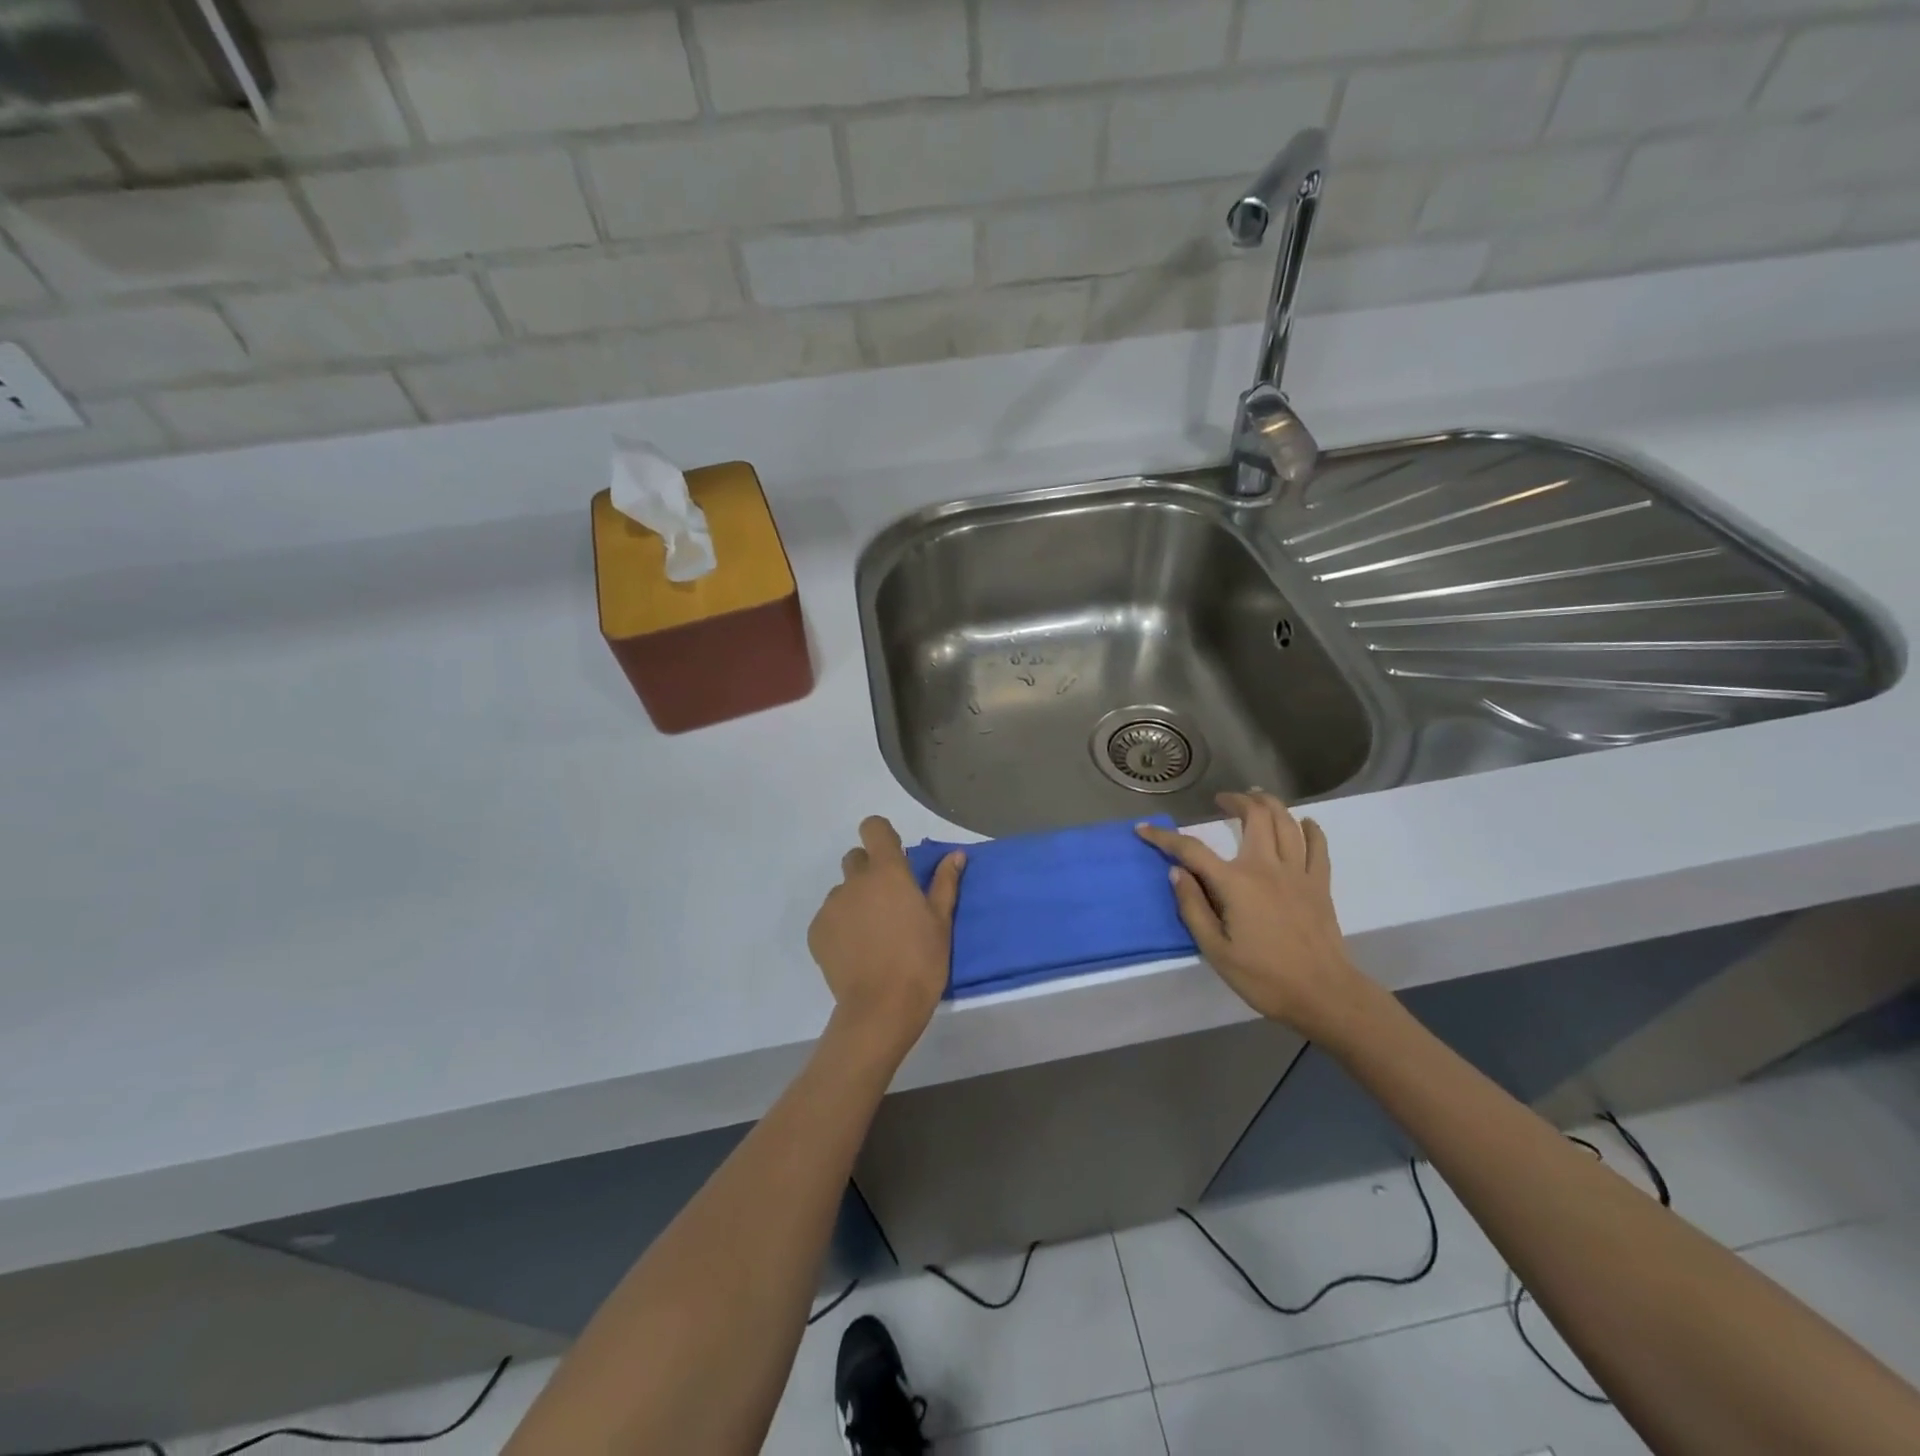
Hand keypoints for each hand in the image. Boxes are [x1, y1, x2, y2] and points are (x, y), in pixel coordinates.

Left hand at [808, 816, 964, 1062]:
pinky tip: (857, 951)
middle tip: (889, 902)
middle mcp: (855, 881)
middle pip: (856, 859)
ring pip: (843, 891)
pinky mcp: (816, 931)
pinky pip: (829, 917)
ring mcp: (832, 906)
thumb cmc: (920, 961)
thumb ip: (945, 883)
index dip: (882, 836)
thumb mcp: (941, 922)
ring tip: (873, 934)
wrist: (881, 1008)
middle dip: (870, 871)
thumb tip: (955, 854)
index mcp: (888, 872)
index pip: (873, 828)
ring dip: (856, 901)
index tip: (895, 855)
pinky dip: (841, 926)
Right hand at [1137, 792, 1368, 1040]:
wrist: (1324, 995)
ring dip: (1270, 804)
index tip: (1144, 829)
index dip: (1164, 837)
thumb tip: (1177, 872)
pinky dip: (1310, 829)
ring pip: (1286, 822)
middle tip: (1221, 800)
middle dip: (1235, 801)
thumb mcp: (1215, 950)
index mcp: (1235, 883)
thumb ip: (1193, 907)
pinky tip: (1304, 823)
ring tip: (1257, 798)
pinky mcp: (1320, 884)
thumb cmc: (1264, 977)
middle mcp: (1266, 867)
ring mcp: (1297, 873)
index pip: (1192, 850)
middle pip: (1254, 816)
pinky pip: (1317, 846)